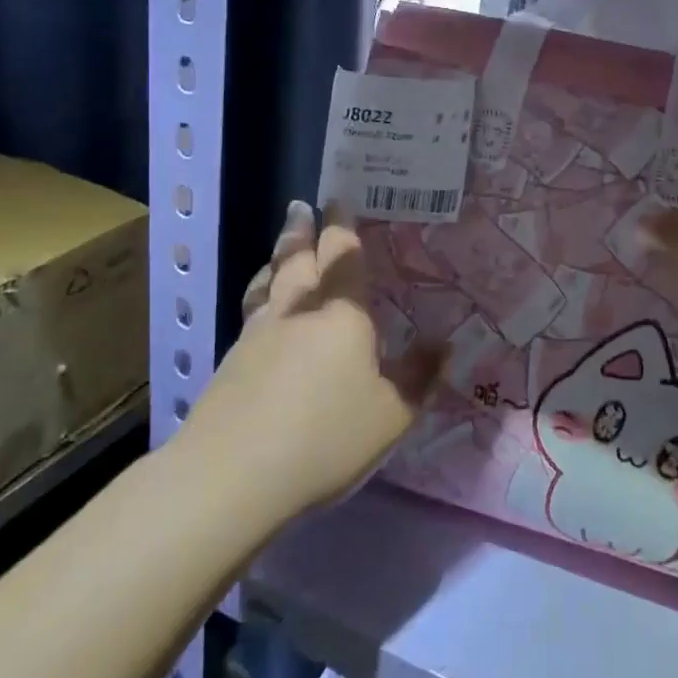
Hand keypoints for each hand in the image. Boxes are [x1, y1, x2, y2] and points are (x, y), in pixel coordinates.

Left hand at [174, 201, 443, 519]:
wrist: (232, 476)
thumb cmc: (326, 438)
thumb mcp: (392, 415)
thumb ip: (420, 377)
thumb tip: (446, 344)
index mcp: (343, 316)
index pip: (343, 258)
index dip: (342, 228)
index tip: (338, 201)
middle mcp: (298, 313)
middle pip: (297, 260)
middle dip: (303, 231)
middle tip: (302, 206)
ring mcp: (258, 335)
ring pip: (269, 282)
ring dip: (277, 256)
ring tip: (282, 242)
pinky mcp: (231, 362)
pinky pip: (252, 310)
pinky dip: (261, 292)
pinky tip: (263, 306)